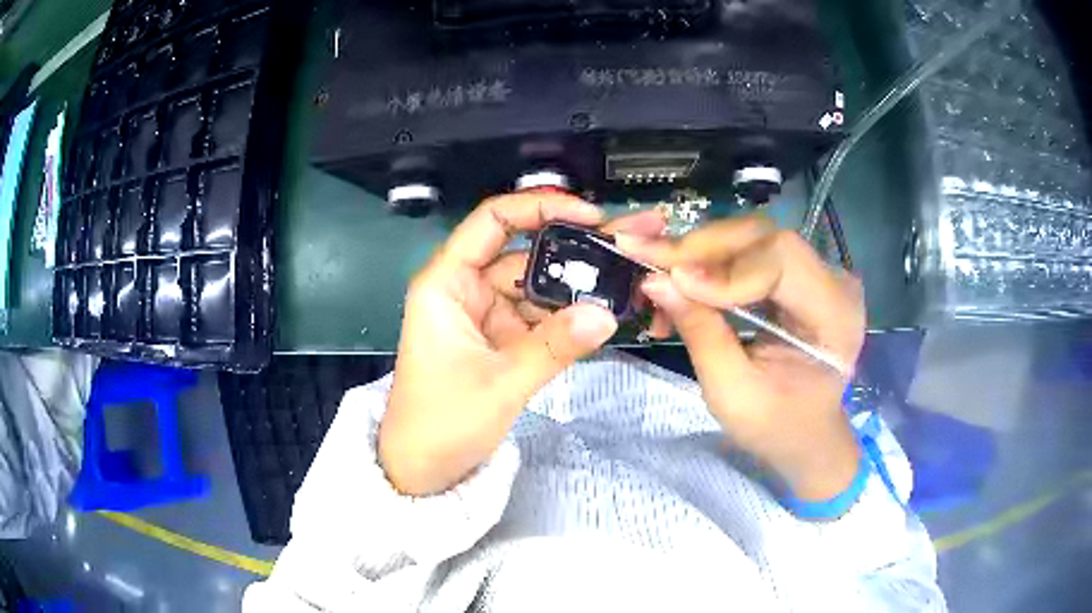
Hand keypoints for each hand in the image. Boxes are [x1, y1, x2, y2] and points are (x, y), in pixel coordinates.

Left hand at [380, 193, 665, 495]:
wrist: (422, 470)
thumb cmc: (442, 423)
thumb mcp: (501, 384)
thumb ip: (554, 346)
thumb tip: (607, 314)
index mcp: (447, 283)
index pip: (492, 221)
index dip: (540, 207)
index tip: (589, 217)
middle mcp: (466, 289)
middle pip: (524, 253)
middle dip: (574, 251)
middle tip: (627, 248)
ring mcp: (485, 316)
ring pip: (536, 287)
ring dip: (576, 288)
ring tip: (626, 280)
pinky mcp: (499, 340)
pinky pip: (538, 318)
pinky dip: (567, 318)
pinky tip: (603, 314)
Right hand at [618, 218, 864, 500]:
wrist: (804, 432)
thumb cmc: (776, 426)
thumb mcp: (732, 392)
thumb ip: (700, 333)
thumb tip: (653, 280)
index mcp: (835, 314)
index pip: (781, 260)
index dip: (724, 269)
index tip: (669, 283)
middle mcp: (833, 279)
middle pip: (762, 237)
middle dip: (700, 250)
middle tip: (648, 266)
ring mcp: (816, 270)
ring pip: (749, 237)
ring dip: (698, 255)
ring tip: (660, 282)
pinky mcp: (796, 272)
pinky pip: (747, 251)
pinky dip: (708, 263)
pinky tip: (682, 286)